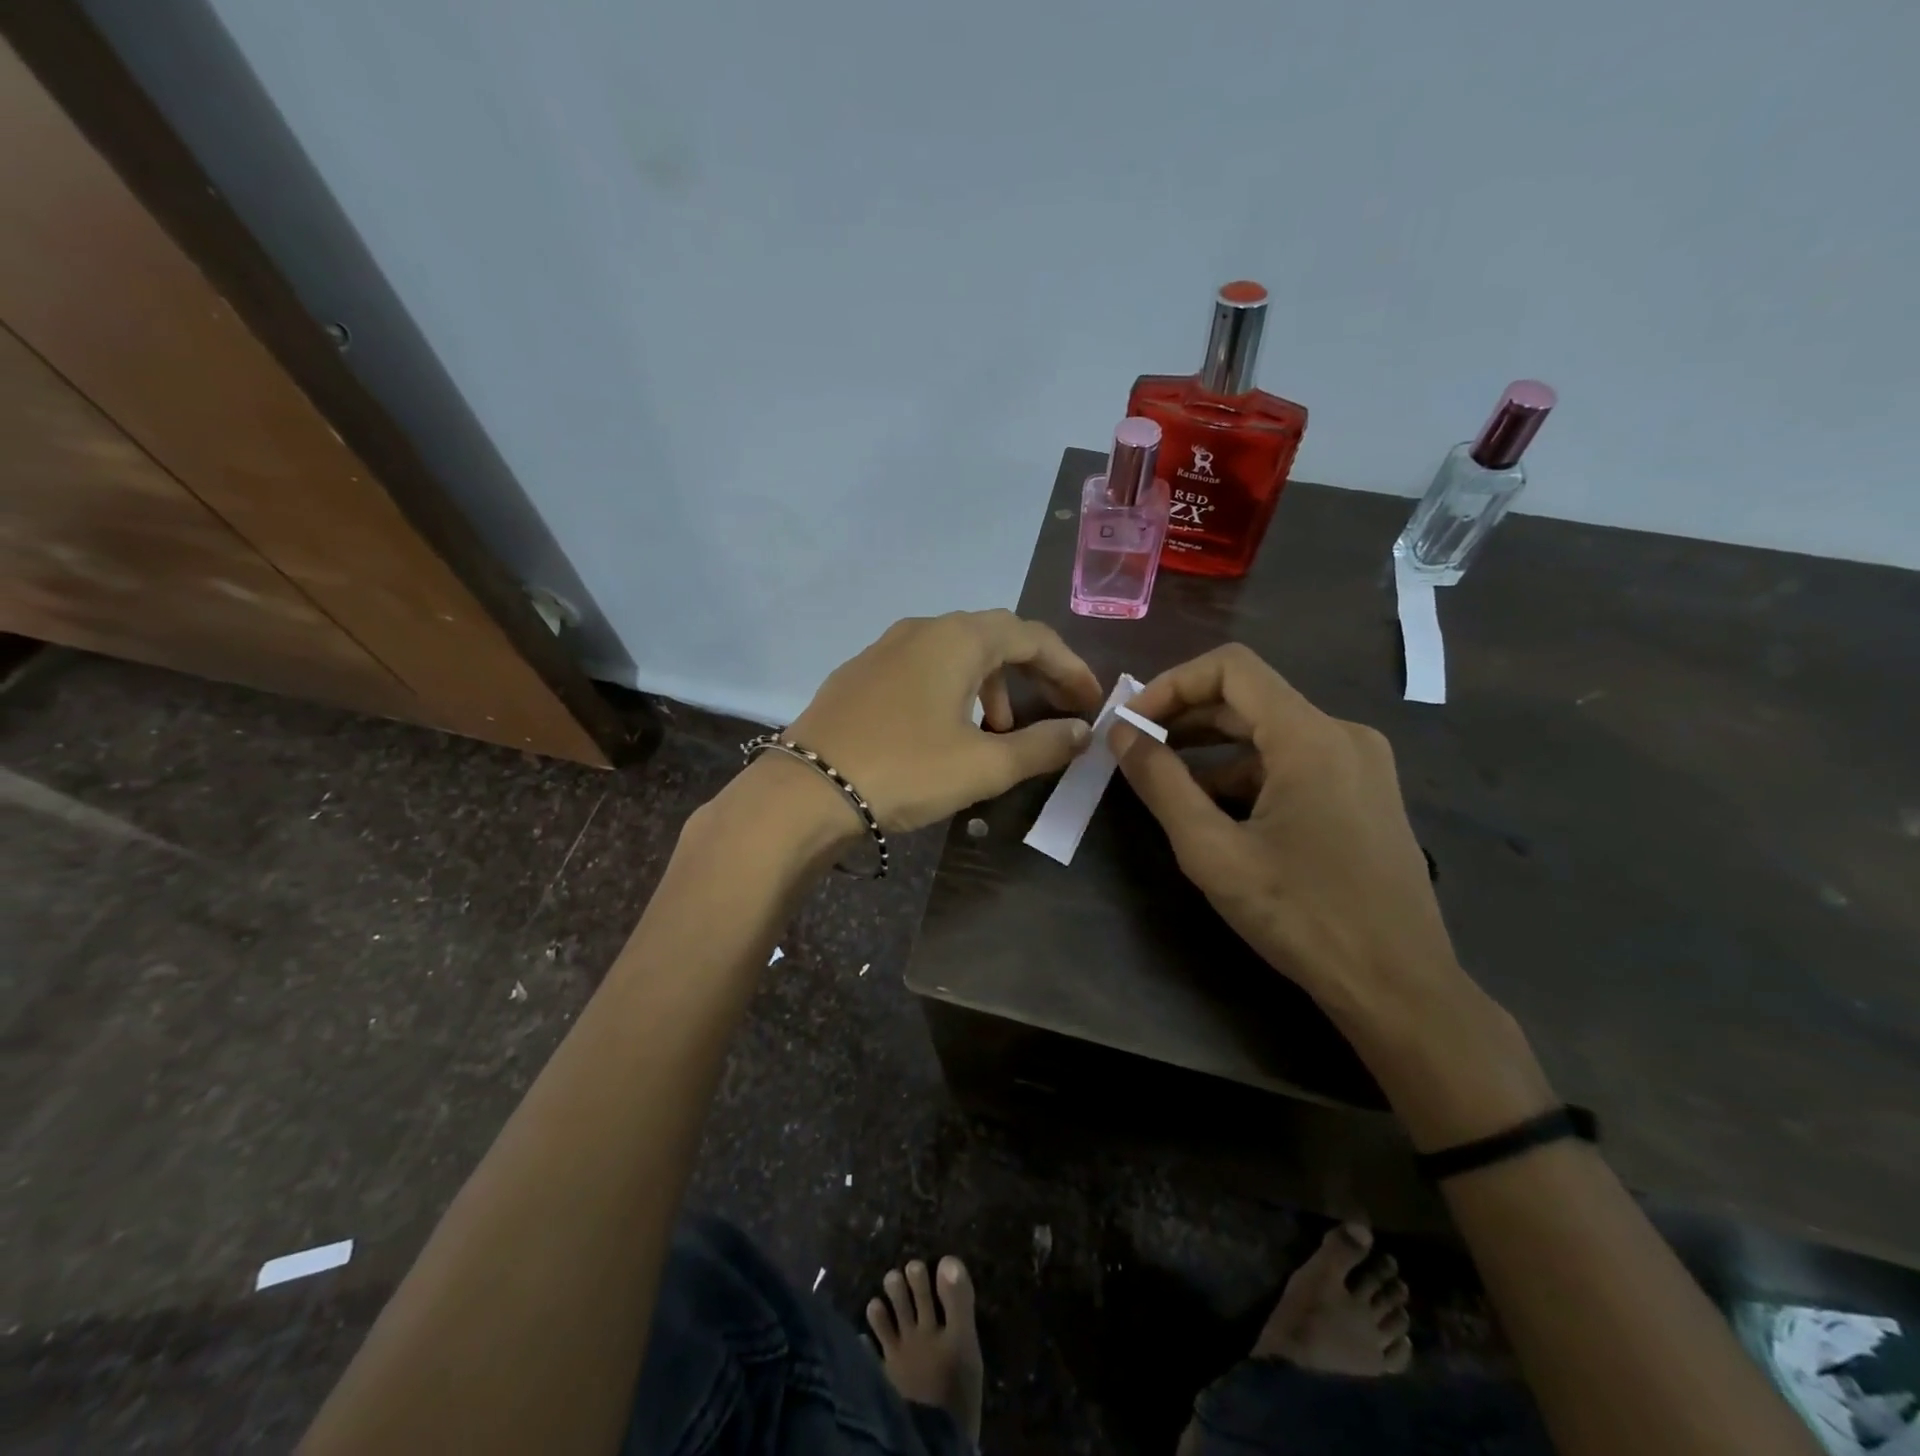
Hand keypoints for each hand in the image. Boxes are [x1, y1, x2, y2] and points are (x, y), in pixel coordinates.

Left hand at [784, 610, 1103, 833]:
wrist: (804, 791)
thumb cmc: (905, 770)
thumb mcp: (983, 765)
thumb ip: (1040, 746)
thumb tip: (1081, 732)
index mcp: (958, 639)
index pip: (1032, 636)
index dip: (1069, 666)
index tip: (1090, 701)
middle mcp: (922, 630)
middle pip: (994, 637)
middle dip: (1033, 670)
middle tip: (1056, 706)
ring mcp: (884, 649)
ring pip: (955, 653)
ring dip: (990, 684)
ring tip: (1000, 729)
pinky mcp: (859, 674)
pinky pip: (922, 668)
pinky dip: (952, 690)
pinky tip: (946, 730)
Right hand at [1110, 644, 1463, 1027]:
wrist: (1399, 988)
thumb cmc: (1302, 916)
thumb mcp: (1213, 852)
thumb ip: (1161, 783)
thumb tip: (1121, 734)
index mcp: (1311, 736)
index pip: (1231, 667)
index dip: (1171, 684)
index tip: (1132, 723)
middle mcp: (1342, 734)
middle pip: (1249, 698)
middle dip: (1184, 717)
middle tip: (1136, 749)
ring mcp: (1360, 764)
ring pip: (1269, 732)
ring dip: (1212, 749)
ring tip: (1166, 783)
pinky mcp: (1364, 793)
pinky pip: (1293, 762)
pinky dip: (1246, 774)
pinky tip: (1216, 812)